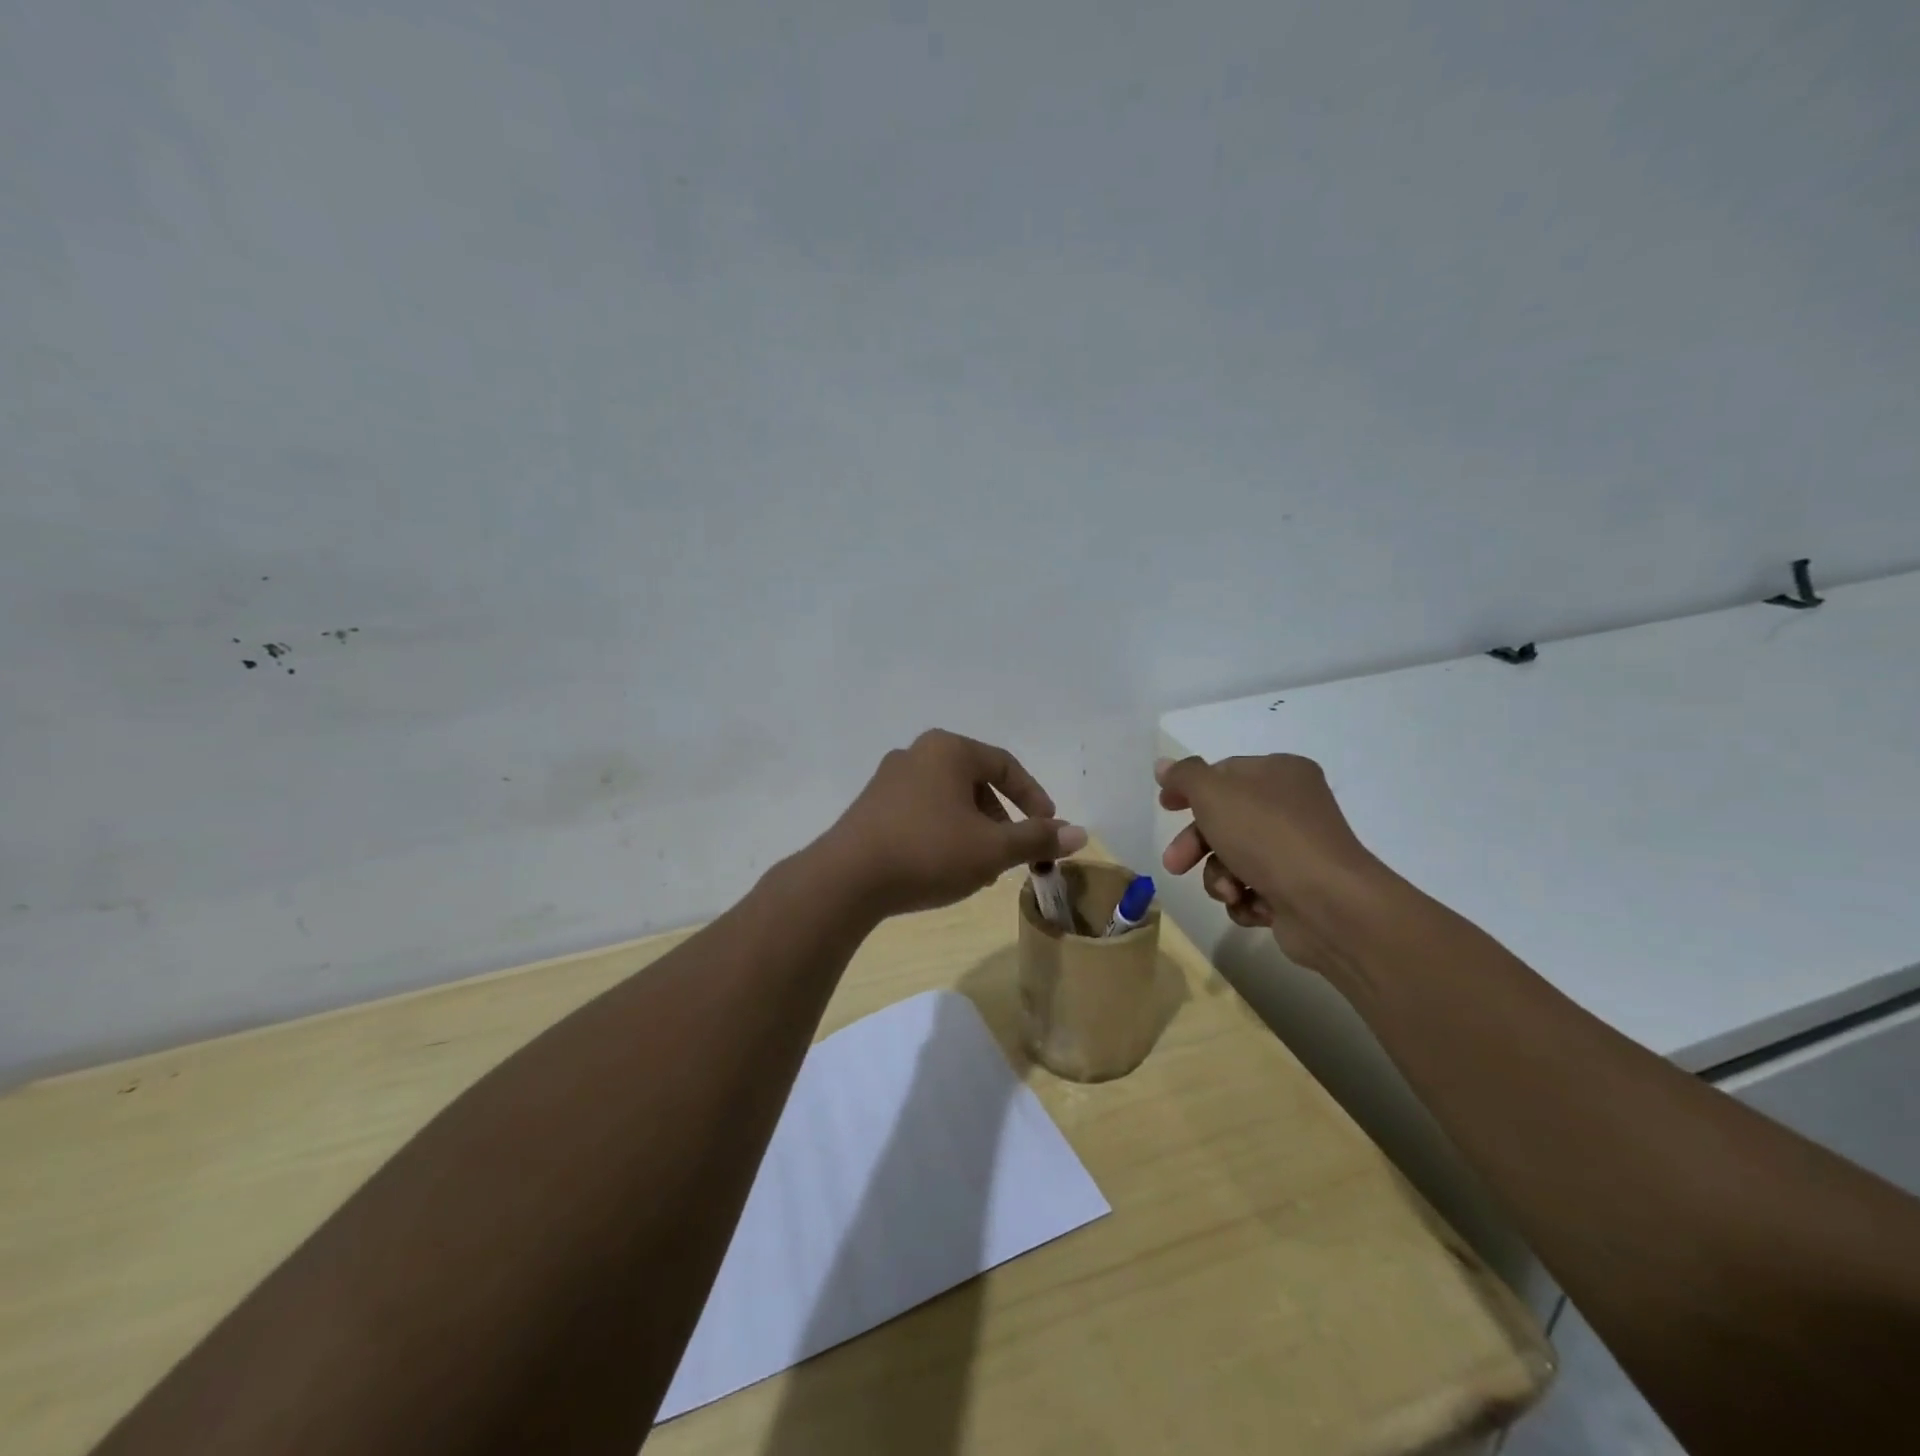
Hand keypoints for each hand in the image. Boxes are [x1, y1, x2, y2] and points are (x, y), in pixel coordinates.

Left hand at [822, 730, 1086, 918]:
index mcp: (949, 750)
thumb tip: (1080, 833)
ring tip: (980, 869)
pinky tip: (943, 867)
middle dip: (1001, 820)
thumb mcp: (992, 849)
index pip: (1006, 766)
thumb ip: (1036, 838)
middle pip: (976, 782)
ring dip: (973, 830)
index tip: (1049, 828)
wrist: (846, 879)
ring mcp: (889, 778)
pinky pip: (922, 811)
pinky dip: (944, 833)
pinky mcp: (871, 805)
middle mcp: (918, 753)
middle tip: (1012, 853)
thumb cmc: (928, 852)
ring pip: (949, 800)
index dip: (1034, 798)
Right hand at [1156, 753, 1393, 974]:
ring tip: (1229, 890)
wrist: (1328, 904)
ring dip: (1219, 877)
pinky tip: (1252, 905)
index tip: (1165, 807)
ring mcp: (1296, 851)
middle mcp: (1292, 807)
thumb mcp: (1214, 794)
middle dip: (1196, 845)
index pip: (1224, 773)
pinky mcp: (1297, 890)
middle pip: (1225, 820)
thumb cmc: (1267, 836)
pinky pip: (1252, 890)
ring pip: (1233, 859)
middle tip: (1175, 864)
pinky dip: (1244, 899)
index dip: (1190, 789)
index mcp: (1280, 773)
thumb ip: (1185, 776)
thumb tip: (1163, 765)